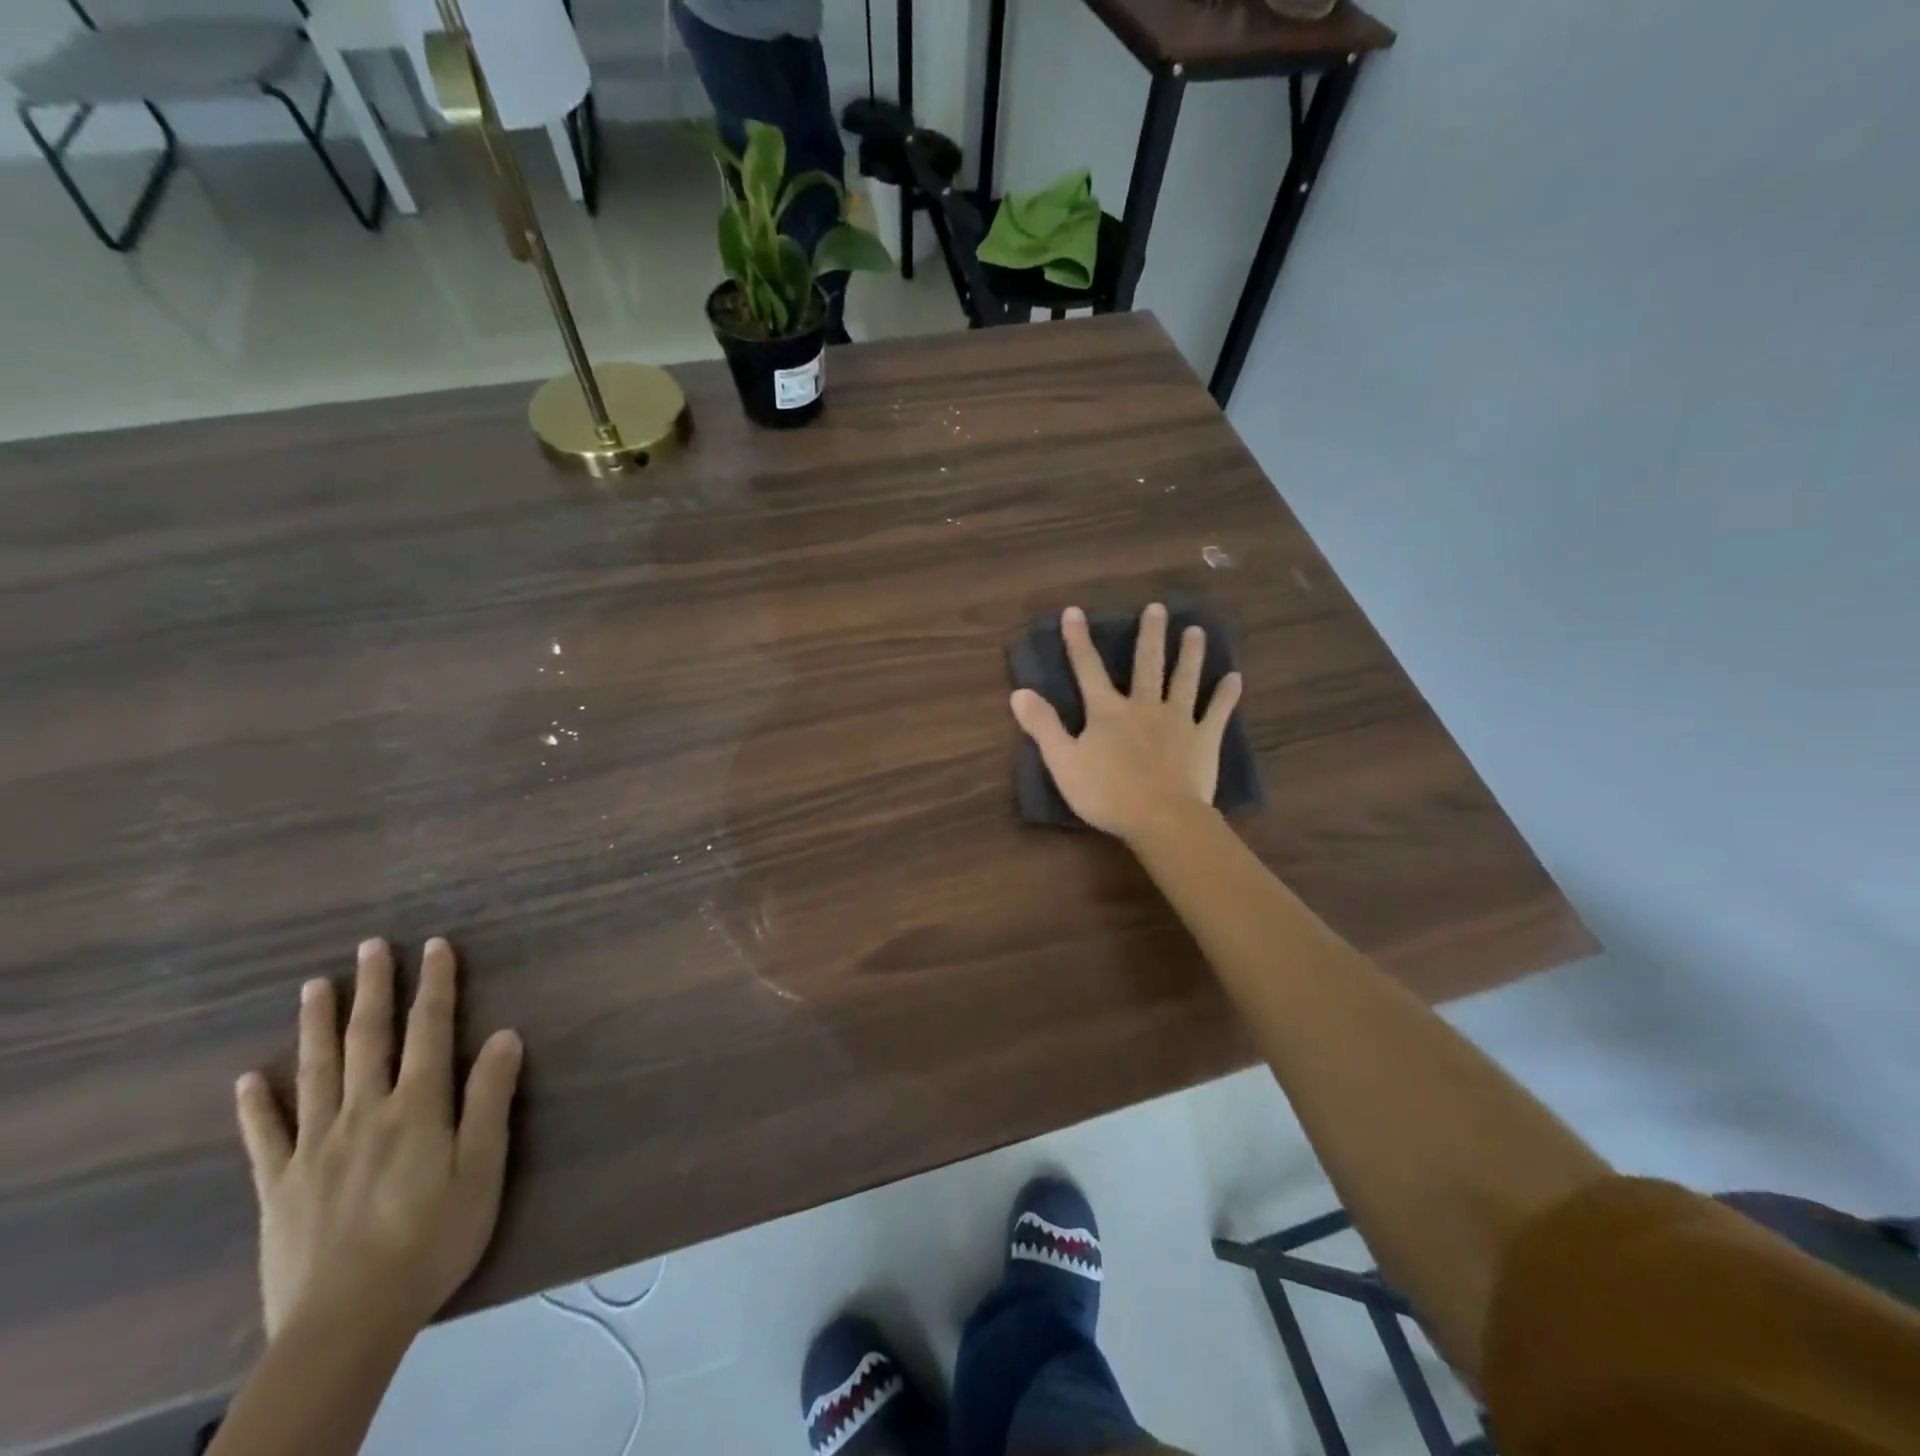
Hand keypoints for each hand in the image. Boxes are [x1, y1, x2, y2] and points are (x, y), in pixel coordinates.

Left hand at [234, 938, 522, 1343]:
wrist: (347, 1322)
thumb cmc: (432, 1238)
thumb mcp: (483, 1167)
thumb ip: (490, 1098)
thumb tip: (506, 1034)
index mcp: (418, 1106)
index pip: (431, 1030)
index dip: (435, 985)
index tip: (434, 946)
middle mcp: (365, 1113)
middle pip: (370, 1039)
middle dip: (374, 989)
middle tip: (370, 946)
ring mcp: (315, 1148)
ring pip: (317, 1073)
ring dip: (318, 1026)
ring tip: (314, 986)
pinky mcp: (278, 1186)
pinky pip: (265, 1137)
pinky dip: (257, 1105)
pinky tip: (251, 1078)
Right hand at [1010, 603, 1242, 842]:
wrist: (1161, 818)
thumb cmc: (1107, 794)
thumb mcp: (1063, 762)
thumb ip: (1043, 726)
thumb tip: (1019, 692)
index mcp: (1107, 712)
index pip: (1088, 669)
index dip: (1078, 640)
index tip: (1074, 611)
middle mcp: (1143, 706)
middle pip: (1146, 664)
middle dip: (1150, 634)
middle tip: (1157, 608)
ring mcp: (1177, 720)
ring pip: (1184, 679)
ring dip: (1190, 654)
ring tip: (1196, 630)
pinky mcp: (1203, 740)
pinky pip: (1216, 712)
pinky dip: (1226, 695)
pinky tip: (1235, 678)